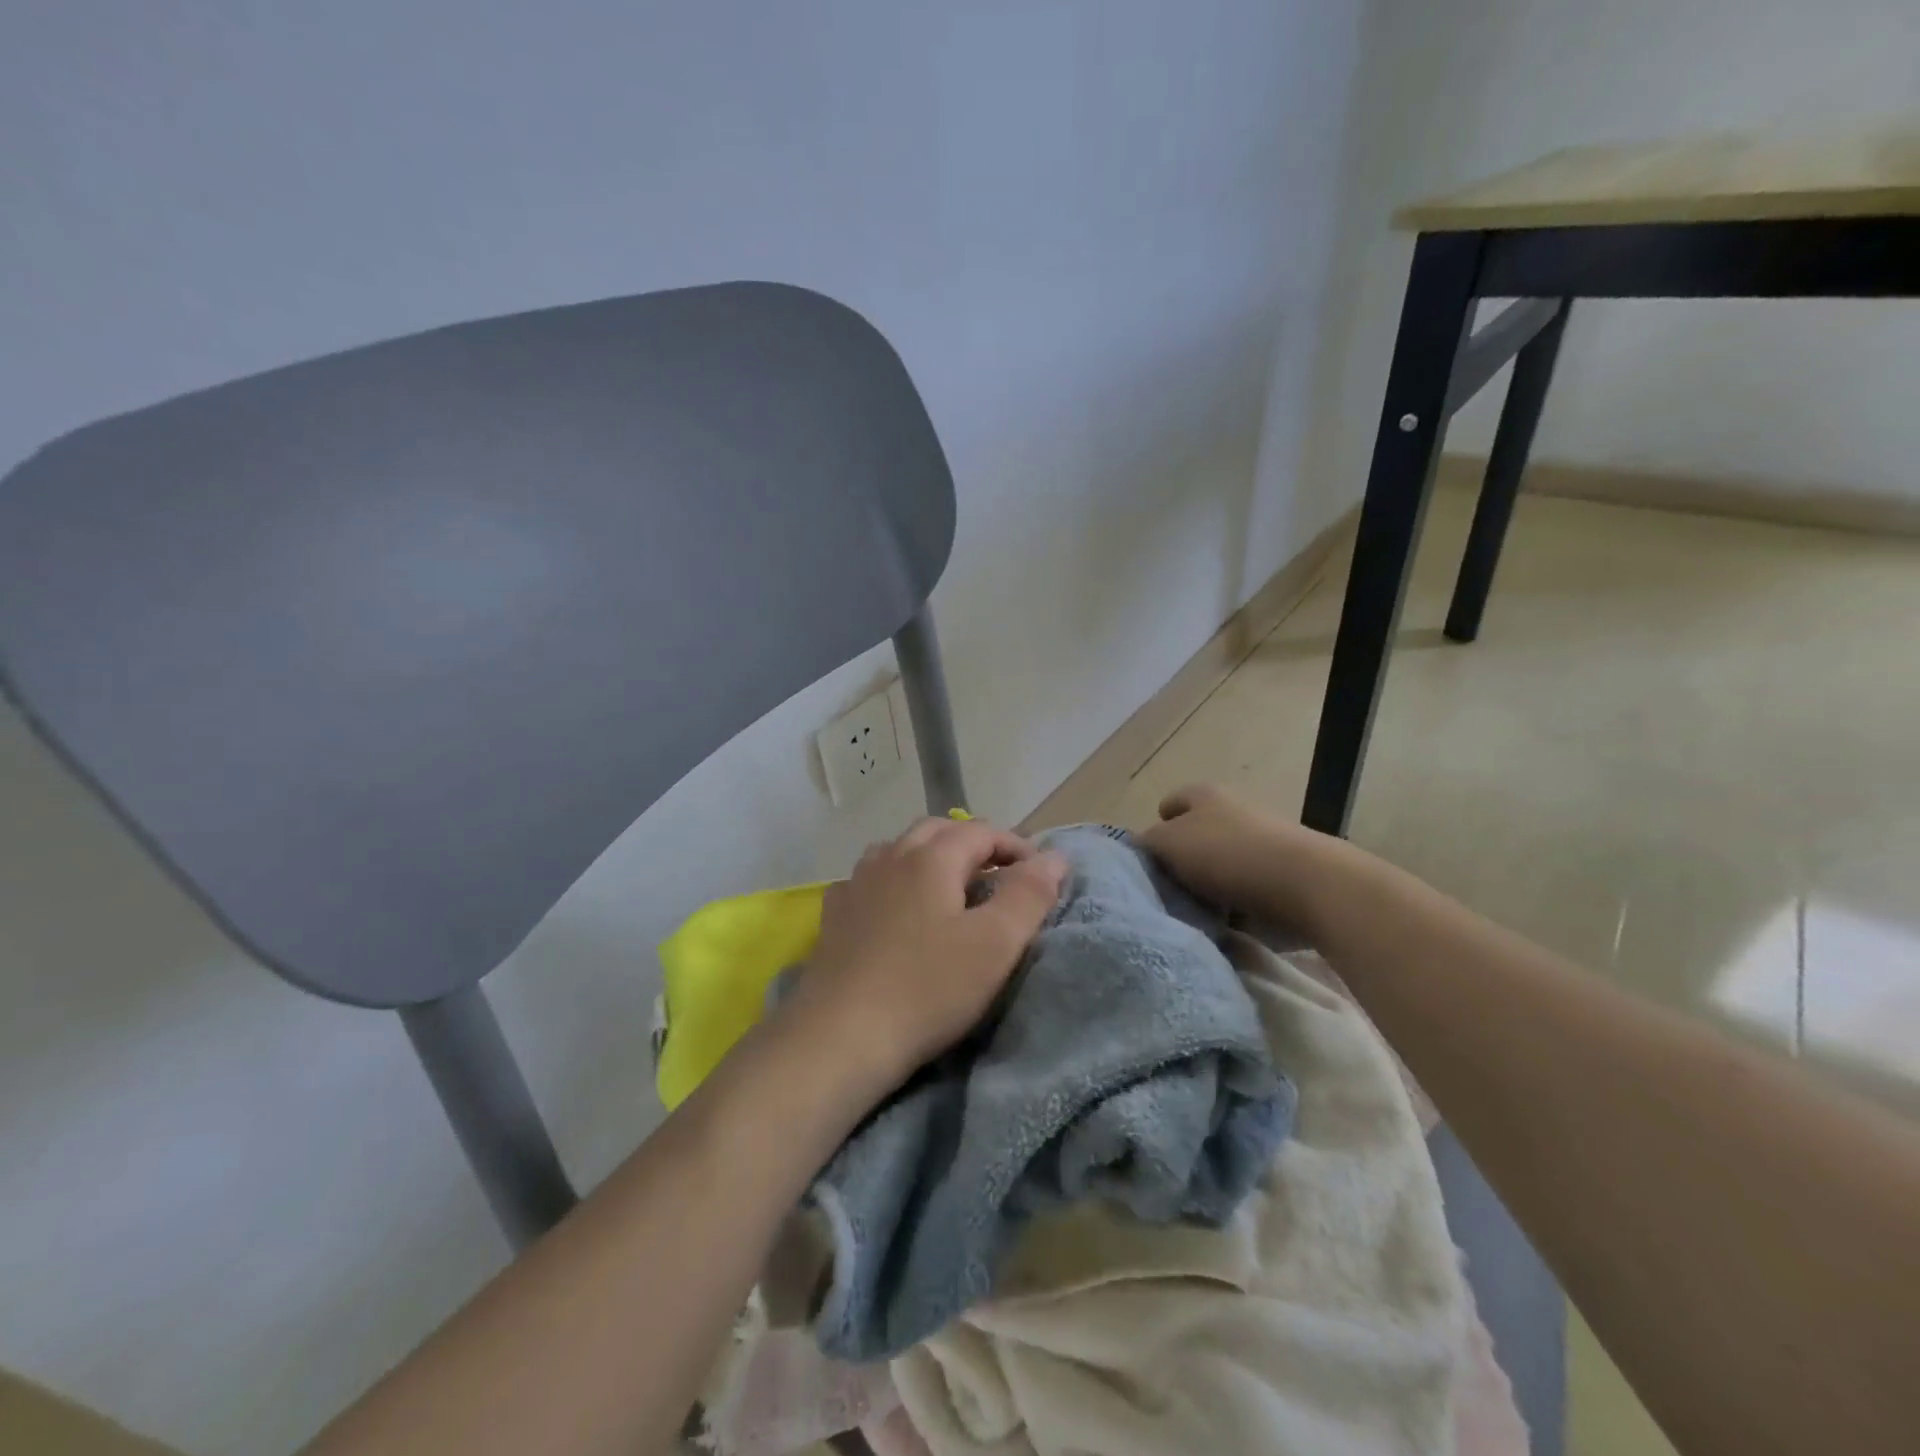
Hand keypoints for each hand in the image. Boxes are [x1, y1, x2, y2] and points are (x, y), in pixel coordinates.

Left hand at [783, 818, 1067, 1094]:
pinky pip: (869, 879)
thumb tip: (1055, 857)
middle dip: (973, 844)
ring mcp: (856, 883)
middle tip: (999, 875)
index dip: (1016, 846)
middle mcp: (890, 857)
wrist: (840, 1036)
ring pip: (899, 849)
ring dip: (930, 857)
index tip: (1040, 875)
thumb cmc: (928, 988)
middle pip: (938, 831)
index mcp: (932, 857)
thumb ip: (1029, 894)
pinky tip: (895, 907)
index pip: (982, 831)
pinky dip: (893, 880)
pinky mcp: (834, 915)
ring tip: (950, 887)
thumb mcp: (995, 944)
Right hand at [1137, 783, 1345, 930]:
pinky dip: (1233, 910)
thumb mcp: (1168, 843)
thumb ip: (1147, 844)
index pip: (1170, 804)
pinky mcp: (1283, 877)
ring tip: (1192, 917)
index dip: (1156, 827)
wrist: (1307, 886)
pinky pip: (1245, 893)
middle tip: (1164, 892)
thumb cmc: (1228, 855)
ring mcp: (1262, 844)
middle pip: (1195, 838)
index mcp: (1204, 795)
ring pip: (1219, 868)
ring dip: (1207, 890)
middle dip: (1181, 864)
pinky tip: (1223, 929)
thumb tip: (1142, 849)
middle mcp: (1234, 812)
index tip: (1148, 860)